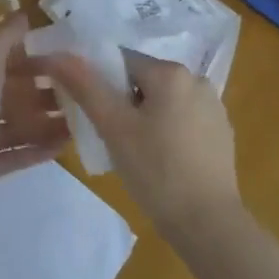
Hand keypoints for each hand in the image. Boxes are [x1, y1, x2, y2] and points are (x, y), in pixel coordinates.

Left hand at [0, 15, 67, 225]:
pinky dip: (36, 148)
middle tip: (74, 91)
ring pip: (11, 126)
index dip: (24, 59)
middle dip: (38, 92)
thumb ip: (2, 40)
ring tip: (76, 120)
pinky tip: (64, 146)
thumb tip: (21, 13)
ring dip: (42, 122)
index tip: (58, 59)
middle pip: (5, 96)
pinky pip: (13, 153)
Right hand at [33, 49, 240, 244]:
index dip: (101, 85)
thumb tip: (57, 55)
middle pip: (144, 81)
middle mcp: (197, 80)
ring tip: (134, 154)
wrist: (208, 224)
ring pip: (163, 102)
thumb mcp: (113, 127)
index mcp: (172, 72)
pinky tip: (161, 162)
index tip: (94, 115)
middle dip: (123, 104)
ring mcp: (214, 108)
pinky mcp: (221, 133)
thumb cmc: (157, 170)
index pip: (122, 61)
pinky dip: (167, 132)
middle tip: (110, 137)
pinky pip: (183, 121)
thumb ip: (85, 86)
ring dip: (144, 118)